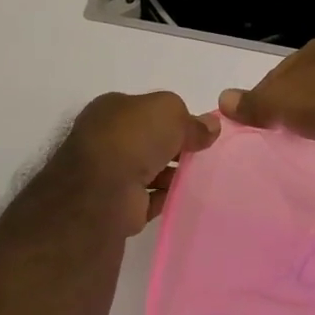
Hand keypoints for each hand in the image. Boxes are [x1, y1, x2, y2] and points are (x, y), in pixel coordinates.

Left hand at [57, 92, 220, 234]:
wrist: (103, 191)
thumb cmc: (133, 138)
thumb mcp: (169, 112)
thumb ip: (191, 119)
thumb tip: (210, 127)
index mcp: (110, 109)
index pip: (145, 109)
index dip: (171, 118)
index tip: (196, 130)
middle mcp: (105, 139)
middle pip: (147, 140)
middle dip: (172, 147)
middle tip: (201, 153)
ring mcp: (108, 173)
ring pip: (147, 170)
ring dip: (170, 174)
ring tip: (198, 177)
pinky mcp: (116, 205)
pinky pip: (147, 198)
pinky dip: (164, 198)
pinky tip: (184, 198)